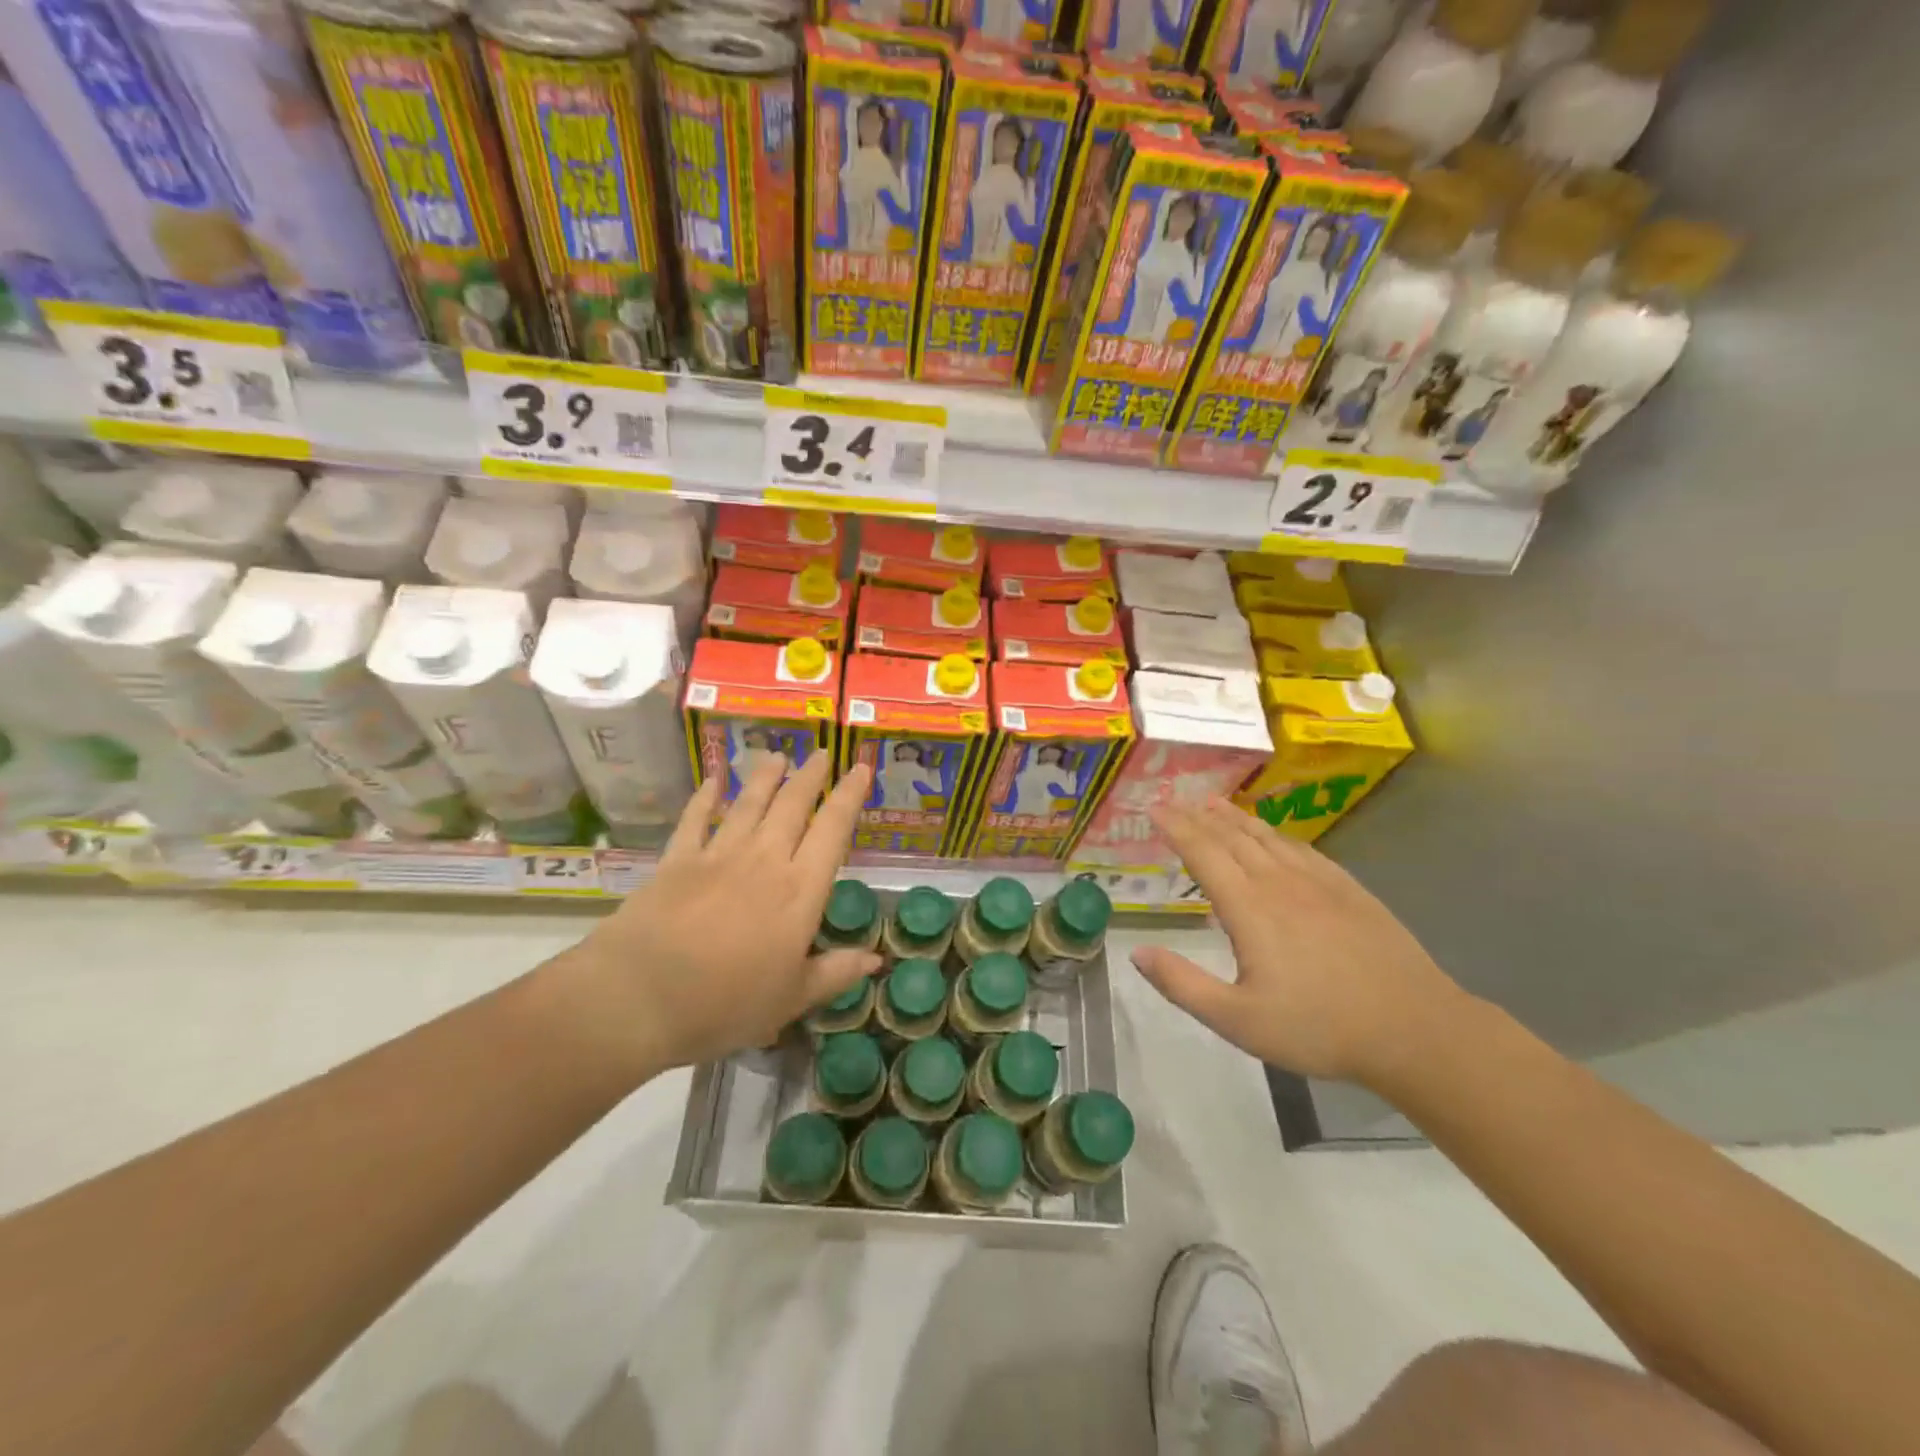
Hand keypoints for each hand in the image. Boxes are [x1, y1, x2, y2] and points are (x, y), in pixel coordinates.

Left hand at [556, 753, 878, 1080]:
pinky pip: (695, 820)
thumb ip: (834, 973)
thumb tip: (875, 959)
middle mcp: (764, 860)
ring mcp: (717, 856)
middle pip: (793, 806)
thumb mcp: (790, 999)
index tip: (862, 768)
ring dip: (765, 778)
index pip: (833, 830)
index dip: (850, 796)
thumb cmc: (724, 1004)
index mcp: (799, 891)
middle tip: (822, 753)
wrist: (638, 997)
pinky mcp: (676, 861)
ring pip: (748, 804)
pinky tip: (712, 782)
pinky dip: (704, 799)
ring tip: (778, 756)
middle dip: (811, 777)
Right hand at [1131, 799, 1468, 1087]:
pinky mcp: (1349, 889)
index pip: (1203, 852)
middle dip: (1197, 816)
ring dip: (1234, 817)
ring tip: (1212, 803)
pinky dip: (1275, 833)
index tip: (1153, 807)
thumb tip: (1137, 953)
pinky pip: (1302, 848)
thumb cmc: (1319, 1028)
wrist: (1415, 1029)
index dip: (1175, 827)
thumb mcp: (1238, 1020)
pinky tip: (1272, 835)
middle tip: (1174, 799)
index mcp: (1249, 908)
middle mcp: (1280, 882)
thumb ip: (1183, 985)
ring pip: (1267, 836)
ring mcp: (1319, 882)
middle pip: (1231, 837)